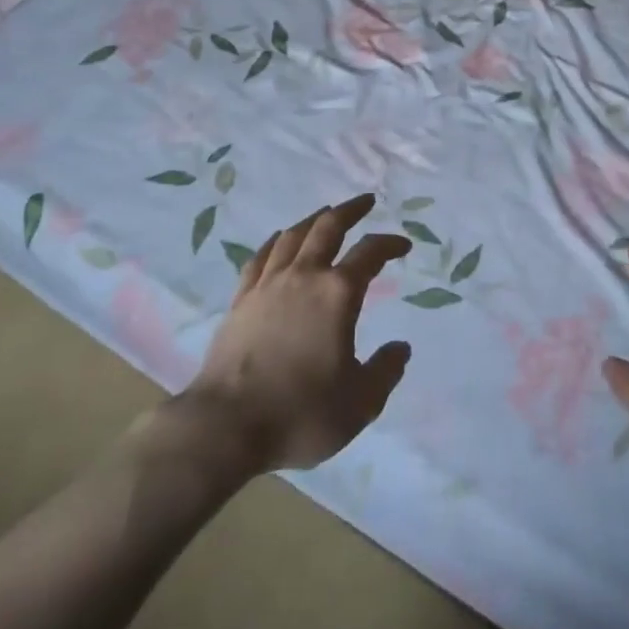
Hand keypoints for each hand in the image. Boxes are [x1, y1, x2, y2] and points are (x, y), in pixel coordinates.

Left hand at [183, 195, 412, 473]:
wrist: (225, 426)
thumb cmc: (300, 413)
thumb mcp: (359, 403)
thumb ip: (386, 372)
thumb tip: (401, 348)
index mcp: (338, 294)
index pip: (370, 253)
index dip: (390, 244)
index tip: (403, 245)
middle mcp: (304, 277)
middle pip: (328, 228)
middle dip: (350, 210)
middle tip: (365, 202)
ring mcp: (268, 285)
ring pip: (293, 236)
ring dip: (314, 220)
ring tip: (325, 214)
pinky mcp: (241, 300)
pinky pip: (261, 257)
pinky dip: (276, 242)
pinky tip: (279, 240)